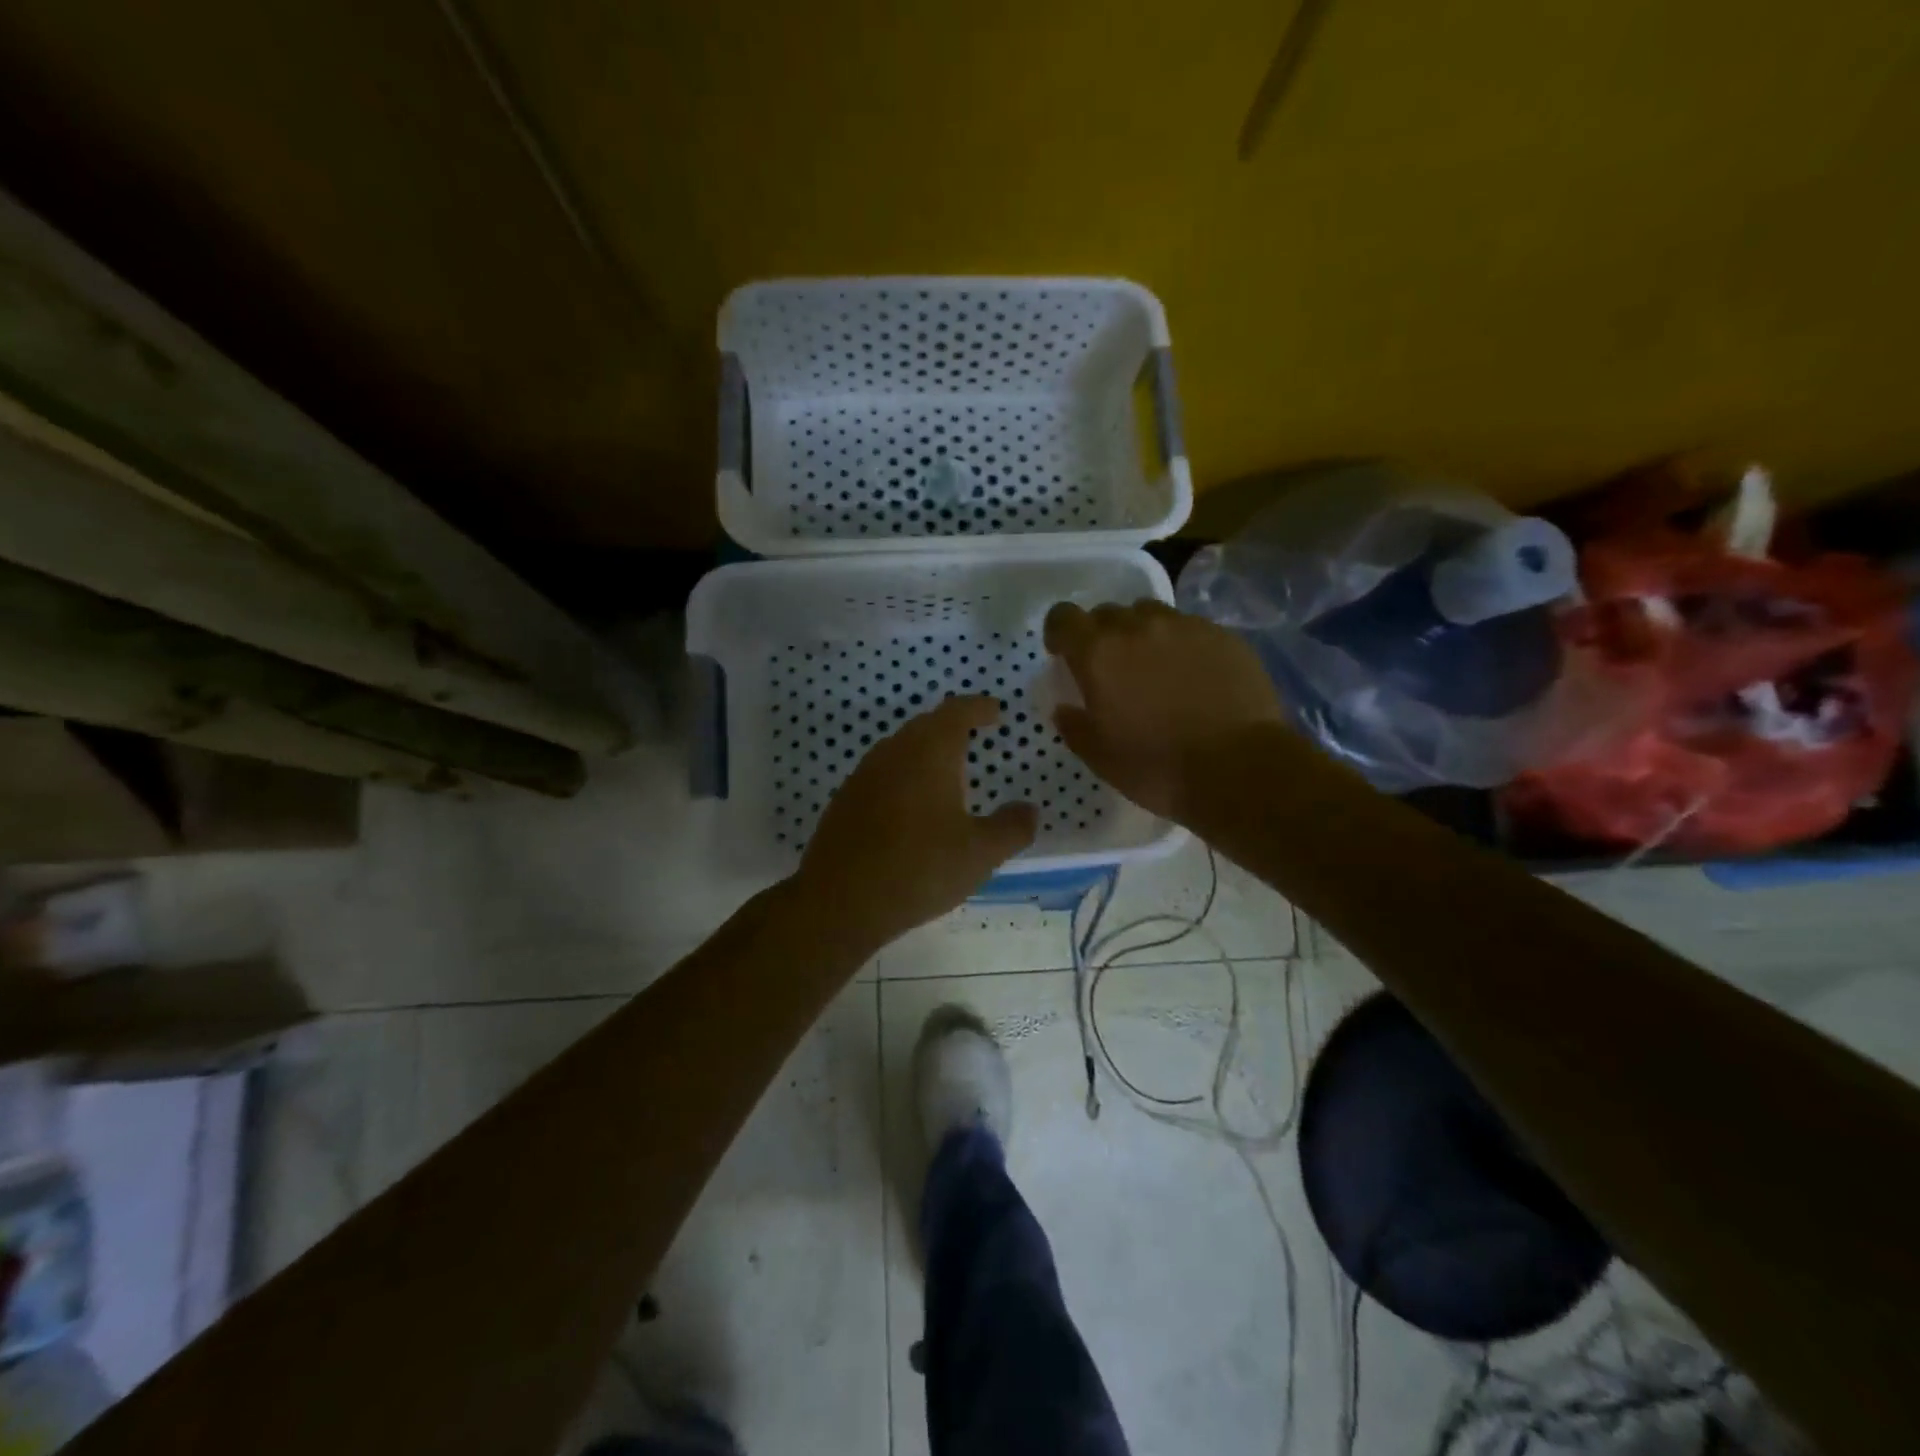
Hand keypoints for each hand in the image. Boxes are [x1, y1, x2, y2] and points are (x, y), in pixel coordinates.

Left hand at [796, 695, 1037, 950]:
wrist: (839, 902)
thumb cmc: (919, 869)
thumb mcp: (980, 854)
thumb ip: (1011, 828)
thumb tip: (1029, 809)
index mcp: (930, 752)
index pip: (957, 711)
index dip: (978, 707)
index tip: (995, 711)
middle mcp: (893, 753)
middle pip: (926, 725)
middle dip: (952, 726)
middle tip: (974, 737)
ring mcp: (863, 775)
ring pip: (900, 749)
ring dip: (925, 751)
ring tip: (947, 773)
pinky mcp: (845, 801)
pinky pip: (882, 774)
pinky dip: (904, 776)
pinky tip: (911, 807)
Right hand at [1043, 600, 1284, 822]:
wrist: (1238, 768)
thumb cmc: (1156, 766)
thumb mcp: (1099, 756)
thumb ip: (1074, 725)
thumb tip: (1064, 707)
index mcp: (1099, 654)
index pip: (1064, 617)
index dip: (1059, 632)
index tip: (1064, 654)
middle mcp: (1138, 627)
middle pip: (1108, 613)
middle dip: (1102, 635)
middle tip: (1112, 669)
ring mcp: (1185, 627)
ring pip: (1150, 615)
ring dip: (1142, 634)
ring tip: (1154, 666)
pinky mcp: (1222, 636)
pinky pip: (1190, 628)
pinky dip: (1181, 644)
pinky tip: (1193, 676)